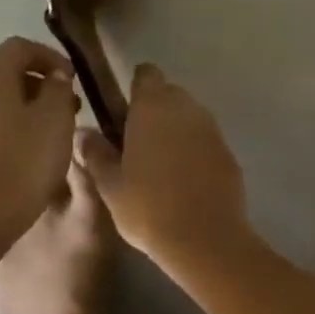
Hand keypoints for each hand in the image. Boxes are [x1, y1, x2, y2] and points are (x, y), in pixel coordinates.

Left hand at [0, 37, 77, 218]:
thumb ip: (59, 88)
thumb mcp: (56, 117)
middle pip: (7, 73)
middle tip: (70, 106)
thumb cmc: (27, 157)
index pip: (20, 47)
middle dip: (41, 84)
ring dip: (28, 107)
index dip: (50, 56)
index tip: (73, 77)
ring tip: (55, 130)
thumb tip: (55, 77)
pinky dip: (14, 125)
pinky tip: (33, 149)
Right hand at [76, 63, 249, 271]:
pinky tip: (184, 181)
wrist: (205, 238)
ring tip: (159, 165)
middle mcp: (186, 109)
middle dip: (155, 110)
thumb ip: (96, 153)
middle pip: (170, 94)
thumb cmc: (147, 208)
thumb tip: (84, 133)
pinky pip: (206, 142)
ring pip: (190, 118)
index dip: (135, 87)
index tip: (123, 111)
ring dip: (176, 131)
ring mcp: (212, 131)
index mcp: (153, 107)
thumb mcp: (110, 184)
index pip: (146, 75)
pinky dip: (195, 152)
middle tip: (136, 142)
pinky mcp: (229, 154)